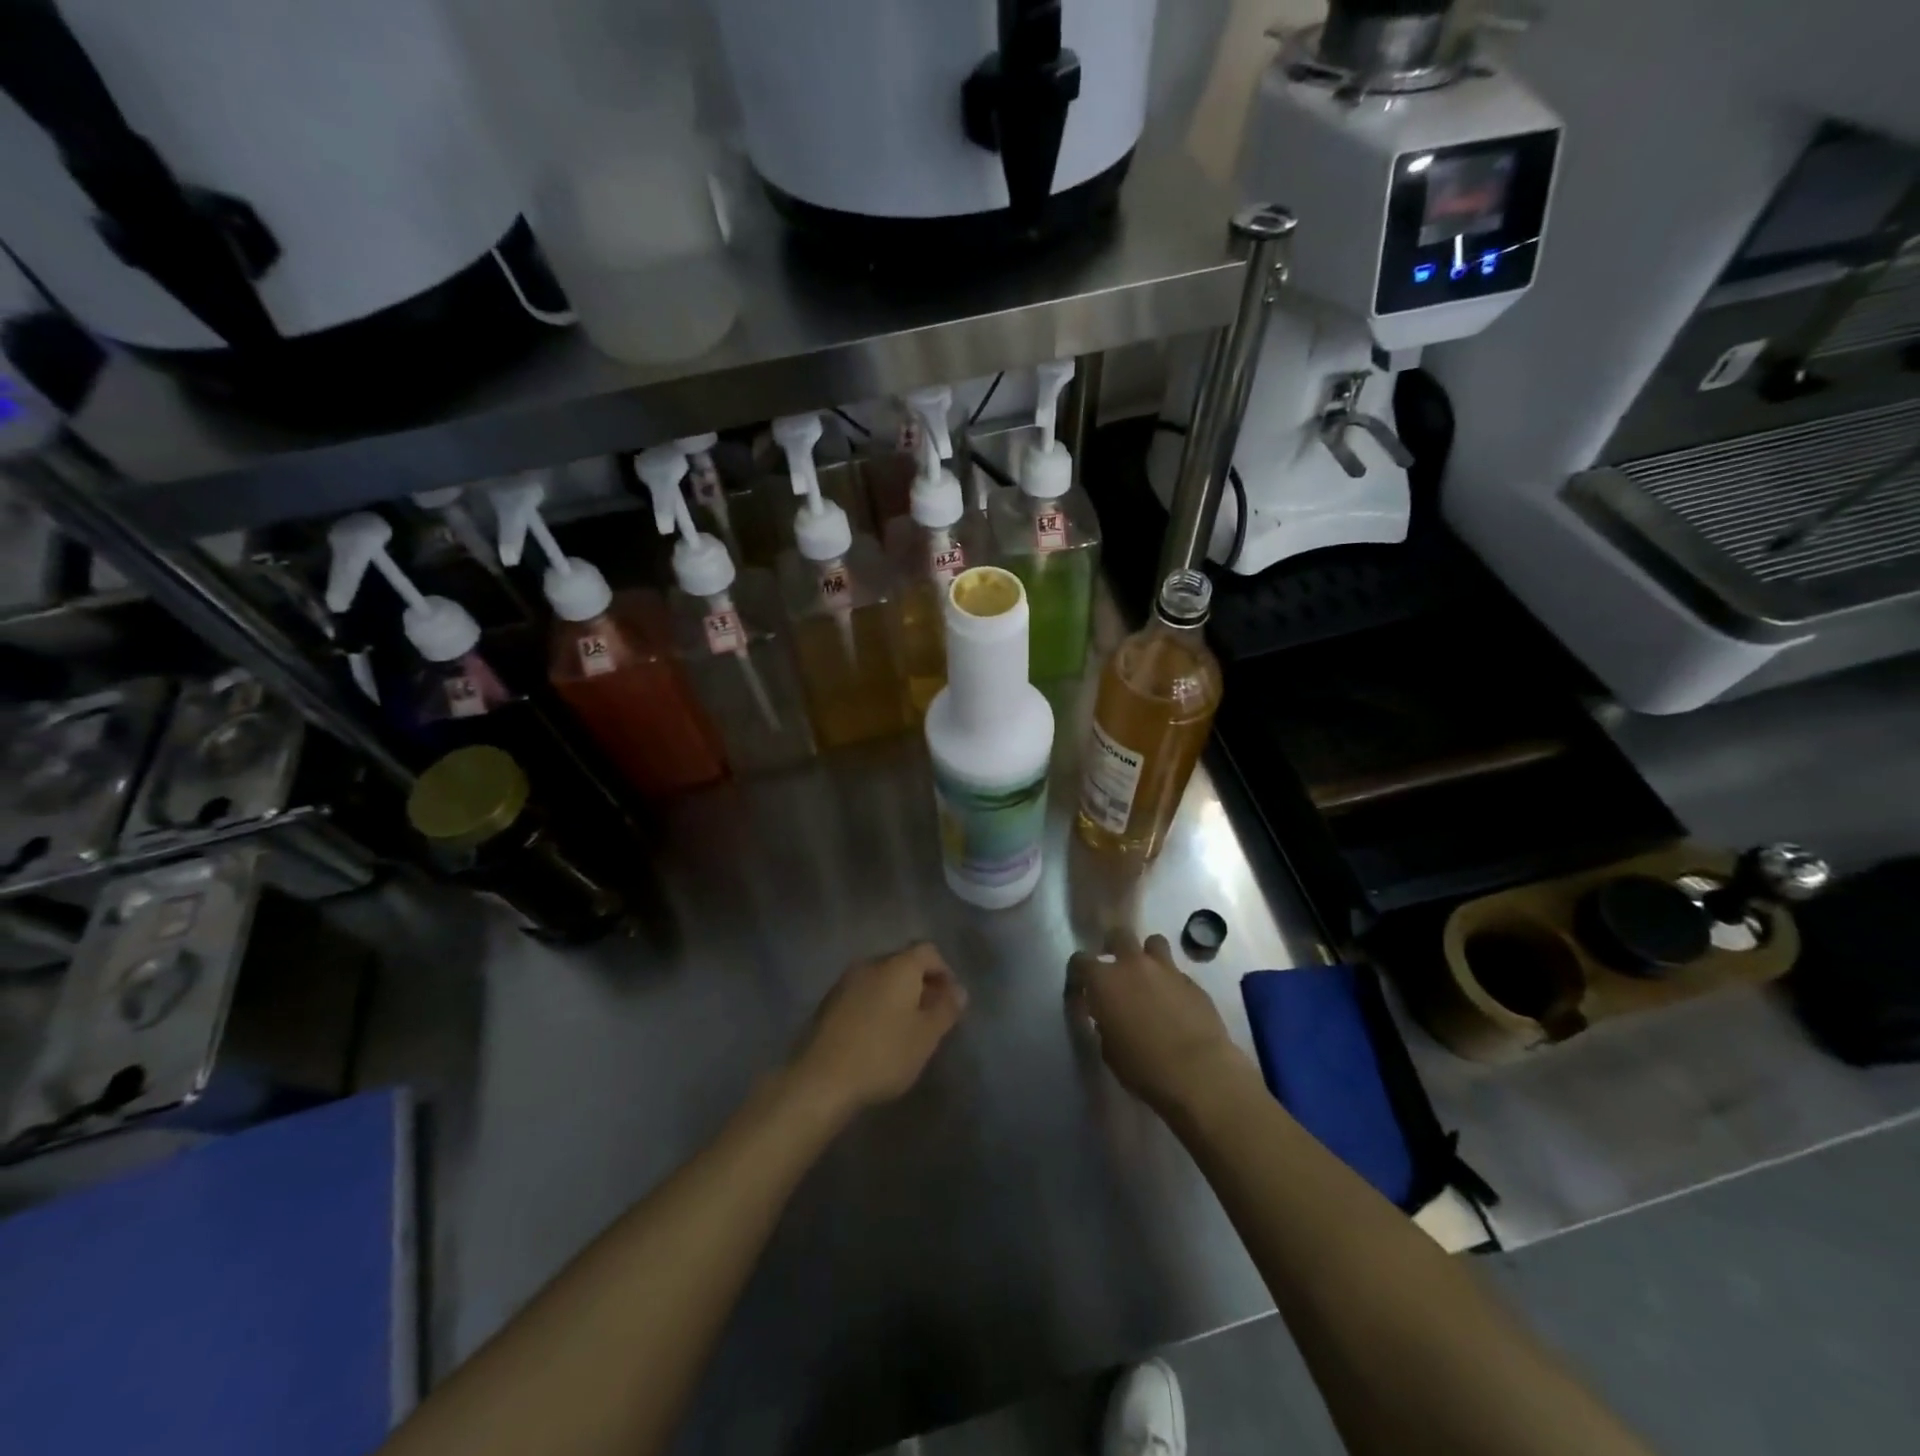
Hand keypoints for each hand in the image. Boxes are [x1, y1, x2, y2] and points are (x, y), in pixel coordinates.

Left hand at [789, 942, 967, 1120]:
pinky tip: (878, 1035)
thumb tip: (959, 991)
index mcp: (898, 966)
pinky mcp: (829, 1002)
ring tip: (906, 1029)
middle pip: (904, 963)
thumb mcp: (926, 1036)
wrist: (822, 1079)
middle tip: (932, 1017)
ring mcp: (846, 981)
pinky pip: (863, 994)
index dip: (945, 972)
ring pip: (882, 979)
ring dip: (898, 996)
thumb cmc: (884, 1054)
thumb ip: (946, 1009)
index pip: (929, 951)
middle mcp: (871, 964)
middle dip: (922, 984)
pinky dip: (877, 1006)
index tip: (950, 1001)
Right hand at [1068, 930, 1251, 1116]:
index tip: (1082, 989)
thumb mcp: (1109, 1050)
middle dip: (1114, 947)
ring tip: (1149, 978)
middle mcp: (1133, 965)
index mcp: (1104, 981)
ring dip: (1148, 956)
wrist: (1199, 1073)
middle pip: (1119, 936)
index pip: (1080, 960)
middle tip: (1116, 969)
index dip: (1078, 973)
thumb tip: (1108, 1017)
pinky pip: (1177, 972)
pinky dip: (1172, 982)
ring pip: (1154, 943)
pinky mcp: (1194, 983)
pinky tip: (1176, 1005)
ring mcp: (1167, 970)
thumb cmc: (1144, 1068)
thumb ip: (1105, 1024)